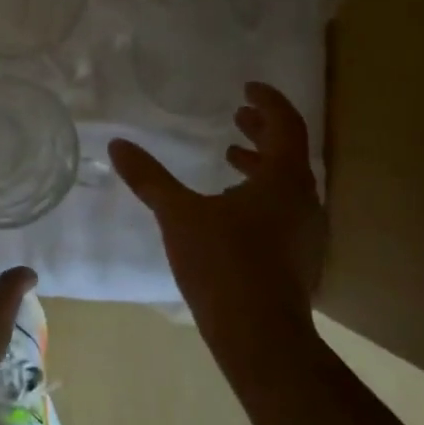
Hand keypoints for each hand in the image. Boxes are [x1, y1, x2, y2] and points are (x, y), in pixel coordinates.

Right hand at [109, 82, 326, 382]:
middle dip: (262, 132)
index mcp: (284, 180)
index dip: (267, 102)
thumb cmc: (223, 263)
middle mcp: (304, 201)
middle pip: (289, 153)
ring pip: (285, 184)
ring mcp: (305, 233)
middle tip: (237, 117)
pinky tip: (229, 210)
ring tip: (229, 158)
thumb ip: (149, 178)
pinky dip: (259, 195)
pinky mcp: (297, 258)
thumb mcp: (178, 214)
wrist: (259, 335)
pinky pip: (282, 210)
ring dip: (259, 165)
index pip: (285, 125)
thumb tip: (118, 144)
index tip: (247, 89)